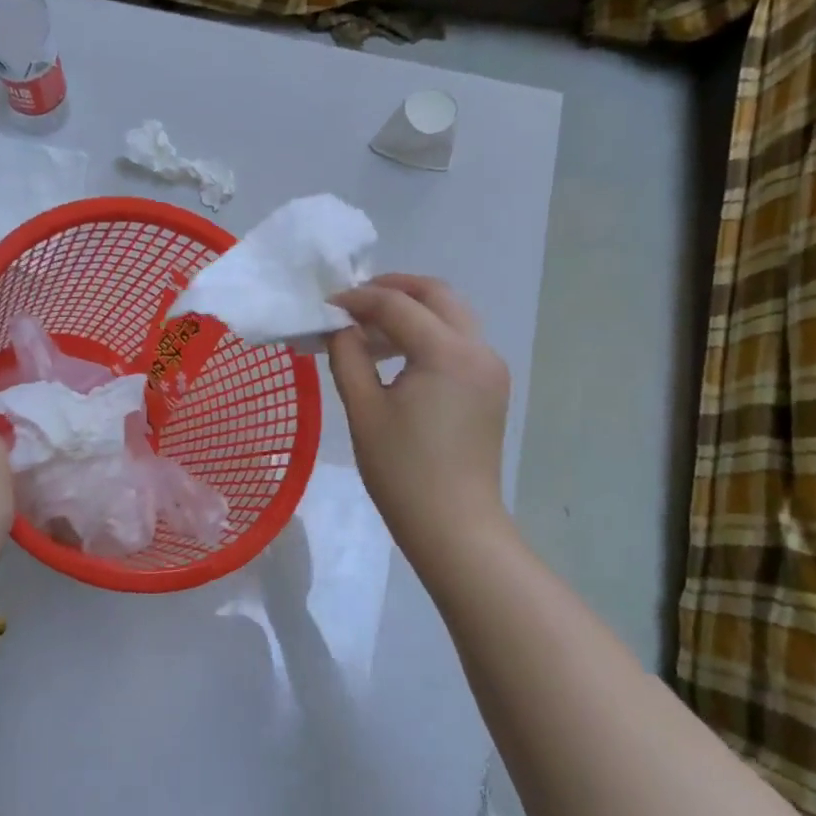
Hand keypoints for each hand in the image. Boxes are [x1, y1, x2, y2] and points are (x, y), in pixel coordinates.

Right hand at [326, 275, 511, 553]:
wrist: (454, 526)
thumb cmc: (402, 471)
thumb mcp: (364, 409)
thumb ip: (347, 356)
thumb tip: (339, 327)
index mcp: (447, 352)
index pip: (397, 304)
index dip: (357, 299)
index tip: (325, 306)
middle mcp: (478, 349)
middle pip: (437, 295)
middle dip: (393, 289)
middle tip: (354, 301)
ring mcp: (490, 368)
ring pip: (451, 316)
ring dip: (412, 312)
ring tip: (368, 331)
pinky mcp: (491, 387)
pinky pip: (459, 342)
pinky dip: (428, 335)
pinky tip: (396, 357)